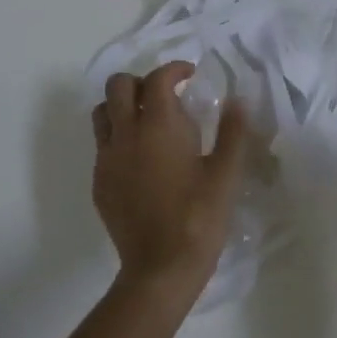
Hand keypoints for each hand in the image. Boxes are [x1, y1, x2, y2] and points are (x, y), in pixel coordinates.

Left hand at [93, 62, 249, 305]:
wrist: (160, 268)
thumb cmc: (199, 218)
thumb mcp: (225, 174)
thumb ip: (232, 132)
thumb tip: (237, 100)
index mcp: (159, 127)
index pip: (158, 79)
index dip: (174, 69)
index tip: (190, 75)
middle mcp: (126, 135)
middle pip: (118, 86)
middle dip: (142, 81)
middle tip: (166, 96)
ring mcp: (107, 159)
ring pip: (102, 113)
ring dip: (122, 106)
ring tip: (148, 122)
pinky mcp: (99, 182)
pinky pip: (102, 145)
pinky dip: (118, 137)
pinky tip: (141, 159)